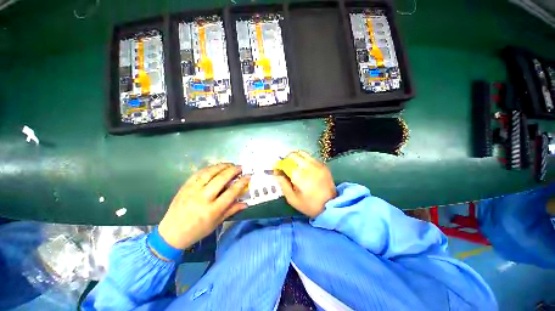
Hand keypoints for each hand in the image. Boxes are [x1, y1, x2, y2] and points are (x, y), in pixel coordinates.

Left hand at [158, 164, 249, 248]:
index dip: (241, 183)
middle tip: (240, 167)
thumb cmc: (197, 230)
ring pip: (209, 173)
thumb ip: (232, 210)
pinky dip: (209, 168)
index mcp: (212, 210)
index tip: (248, 176)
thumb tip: (246, 203)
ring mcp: (192, 190)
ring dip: (222, 166)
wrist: (171, 233)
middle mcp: (202, 198)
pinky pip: (198, 173)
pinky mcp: (185, 186)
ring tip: (230, 164)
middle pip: (221, 179)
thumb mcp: (216, 223)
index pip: (231, 193)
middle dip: (233, 171)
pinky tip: (216, 167)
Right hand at [275, 151, 335, 217]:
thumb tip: (276, 173)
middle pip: (293, 155)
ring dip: (294, 157)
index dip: (278, 165)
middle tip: (284, 166)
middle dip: (286, 159)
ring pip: (302, 153)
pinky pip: (310, 157)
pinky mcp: (323, 165)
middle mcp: (308, 167)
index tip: (276, 168)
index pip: (285, 163)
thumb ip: (283, 184)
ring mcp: (317, 165)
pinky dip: (303, 159)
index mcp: (299, 176)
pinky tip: (303, 167)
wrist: (331, 205)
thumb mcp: (292, 199)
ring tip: (292, 164)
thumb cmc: (309, 205)